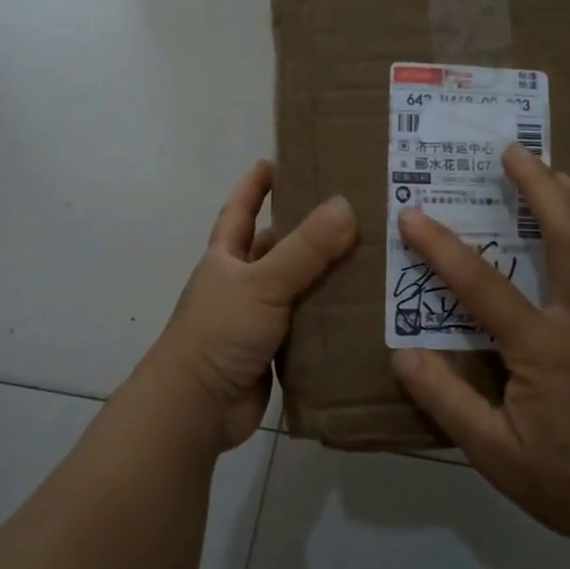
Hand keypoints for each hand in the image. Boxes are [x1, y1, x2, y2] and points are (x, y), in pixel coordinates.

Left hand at [149, 160, 357, 451]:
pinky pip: (307, 327)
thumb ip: (305, 249)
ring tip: (372, 258)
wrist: (197, 407)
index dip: (255, 186)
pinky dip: (329, 319)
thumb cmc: (219, 333)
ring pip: (297, 289)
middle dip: (307, 232)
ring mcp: (256, 320)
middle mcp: (240, 285)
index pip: (240, 211)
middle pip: (277, 249)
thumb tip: (346, 204)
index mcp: (226, 259)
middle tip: (354, 213)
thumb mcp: (262, 283)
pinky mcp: (273, 353)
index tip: (276, 161)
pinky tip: (363, 311)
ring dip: (326, 277)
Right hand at [391, 144, 569, 545]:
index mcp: (545, 348)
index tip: (413, 216)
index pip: (483, 285)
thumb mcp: (492, 452)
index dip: (443, 248)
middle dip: (542, 186)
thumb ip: (446, 400)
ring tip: (561, 174)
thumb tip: (402, 355)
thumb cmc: (567, 480)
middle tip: (516, 152)